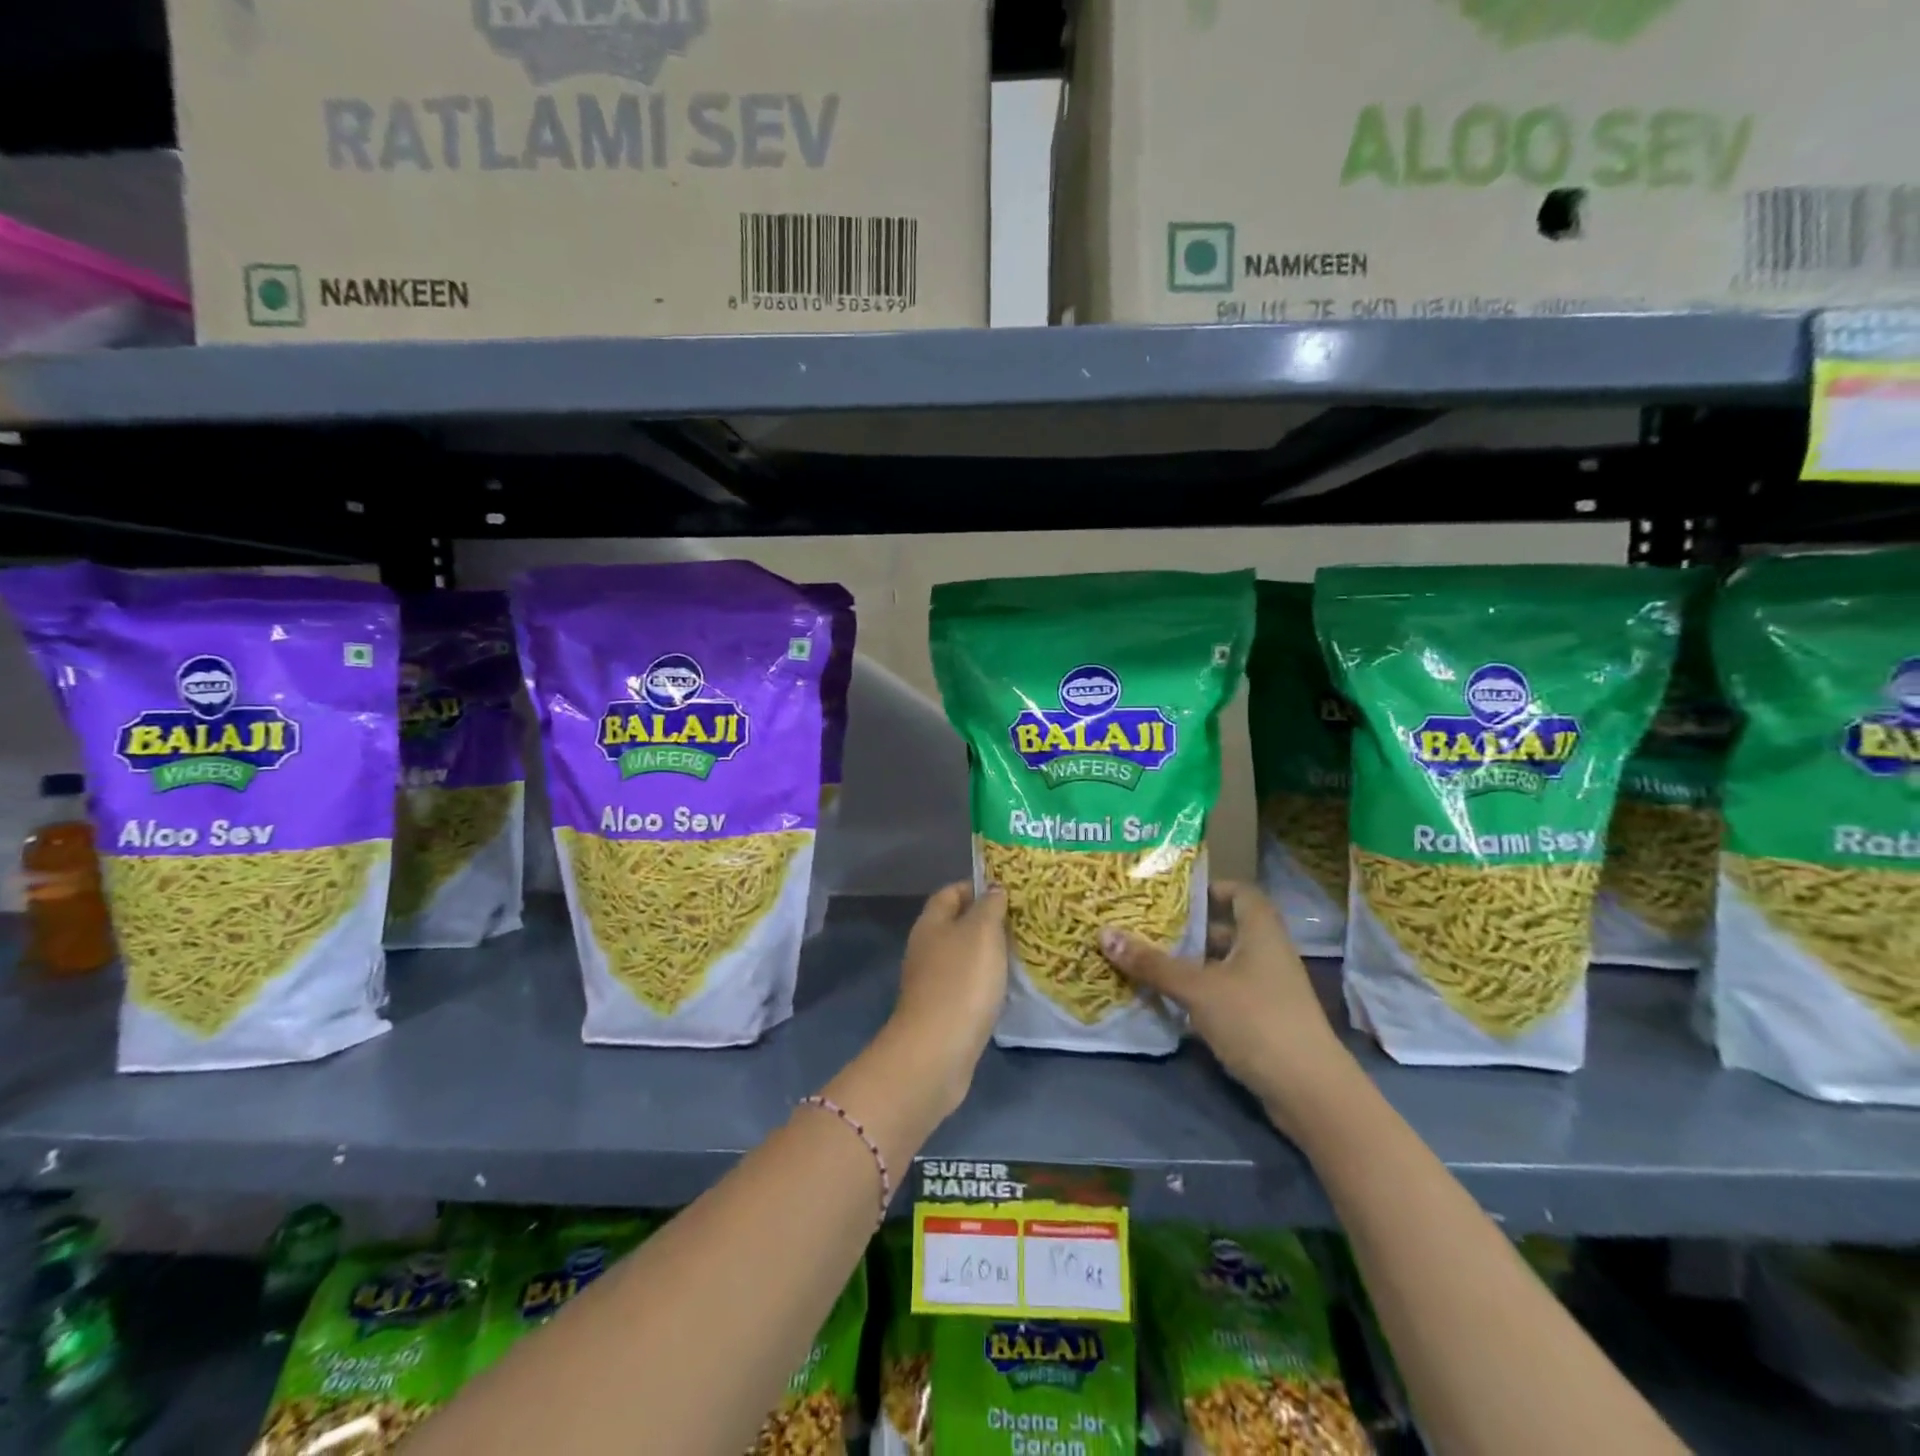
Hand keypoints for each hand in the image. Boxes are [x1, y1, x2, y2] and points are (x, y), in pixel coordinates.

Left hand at [883, 881, 1007, 1114]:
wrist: (937, 1051)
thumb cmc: (961, 981)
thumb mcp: (982, 933)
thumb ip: (989, 907)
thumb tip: (993, 888)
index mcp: (931, 923)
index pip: (951, 892)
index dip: (977, 887)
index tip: (1009, 891)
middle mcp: (926, 948)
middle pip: (956, 924)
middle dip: (987, 921)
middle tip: (1023, 922)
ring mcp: (931, 982)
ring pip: (963, 956)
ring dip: (988, 954)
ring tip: (1022, 953)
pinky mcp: (941, 1011)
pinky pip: (966, 986)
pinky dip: (985, 983)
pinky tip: (1007, 988)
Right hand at [1098, 881, 1354, 1137]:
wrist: (1309, 1092)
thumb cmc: (1256, 1021)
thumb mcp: (1198, 989)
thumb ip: (1152, 964)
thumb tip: (1103, 933)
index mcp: (1261, 933)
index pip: (1241, 893)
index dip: (1212, 887)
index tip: (1175, 894)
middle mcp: (1269, 955)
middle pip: (1229, 930)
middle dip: (1191, 929)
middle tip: (1149, 927)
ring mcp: (1270, 991)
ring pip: (1225, 966)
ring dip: (1193, 965)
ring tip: (1151, 962)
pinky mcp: (1265, 1022)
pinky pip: (1228, 996)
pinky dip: (1202, 995)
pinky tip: (1172, 1003)